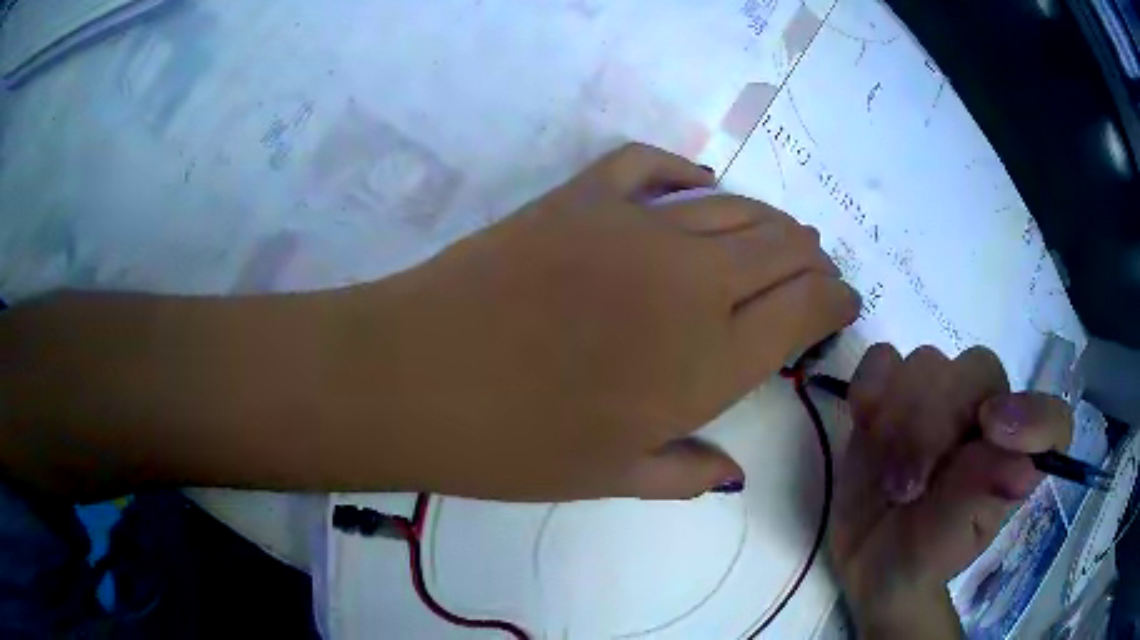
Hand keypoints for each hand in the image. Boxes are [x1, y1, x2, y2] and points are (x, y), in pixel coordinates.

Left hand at [345, 143, 858, 500]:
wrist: (415, 380)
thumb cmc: (514, 447)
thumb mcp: (612, 480)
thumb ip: (687, 472)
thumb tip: (732, 471)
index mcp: (711, 361)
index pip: (807, 308)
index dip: (835, 300)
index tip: (842, 303)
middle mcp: (693, 282)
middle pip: (784, 247)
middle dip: (812, 257)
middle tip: (814, 269)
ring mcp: (636, 226)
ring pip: (735, 204)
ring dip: (769, 219)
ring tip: (778, 233)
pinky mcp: (581, 195)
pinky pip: (652, 164)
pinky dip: (686, 172)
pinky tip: (699, 185)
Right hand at [830, 344, 1072, 637]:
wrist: (871, 562)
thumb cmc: (920, 560)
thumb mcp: (951, 547)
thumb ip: (981, 502)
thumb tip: (1020, 466)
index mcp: (1012, 453)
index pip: (1051, 420)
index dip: (1031, 417)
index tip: (990, 433)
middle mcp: (985, 416)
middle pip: (976, 371)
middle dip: (936, 425)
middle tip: (907, 489)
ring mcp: (937, 401)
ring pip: (926, 363)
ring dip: (899, 420)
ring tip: (886, 478)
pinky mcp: (890, 397)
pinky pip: (883, 361)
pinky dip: (871, 385)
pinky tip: (864, 423)